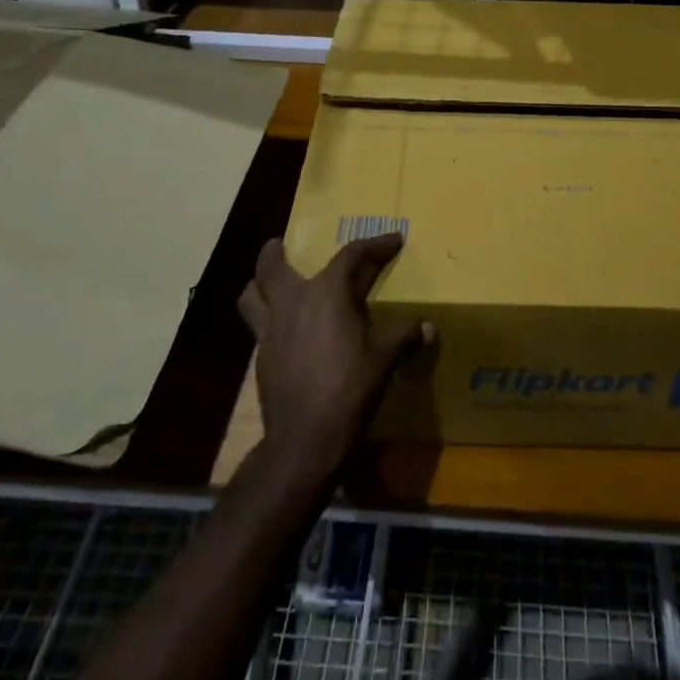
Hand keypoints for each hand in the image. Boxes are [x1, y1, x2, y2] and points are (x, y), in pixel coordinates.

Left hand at [237, 234, 430, 474]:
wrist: (305, 439)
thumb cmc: (349, 390)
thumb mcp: (383, 361)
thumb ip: (403, 339)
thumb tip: (428, 328)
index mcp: (326, 294)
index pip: (351, 255)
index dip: (375, 245)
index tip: (394, 240)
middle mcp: (292, 303)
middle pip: (272, 266)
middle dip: (275, 252)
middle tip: (280, 244)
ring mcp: (270, 330)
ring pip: (251, 295)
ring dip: (257, 284)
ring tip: (267, 283)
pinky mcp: (260, 357)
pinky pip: (257, 326)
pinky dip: (265, 318)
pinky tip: (282, 331)